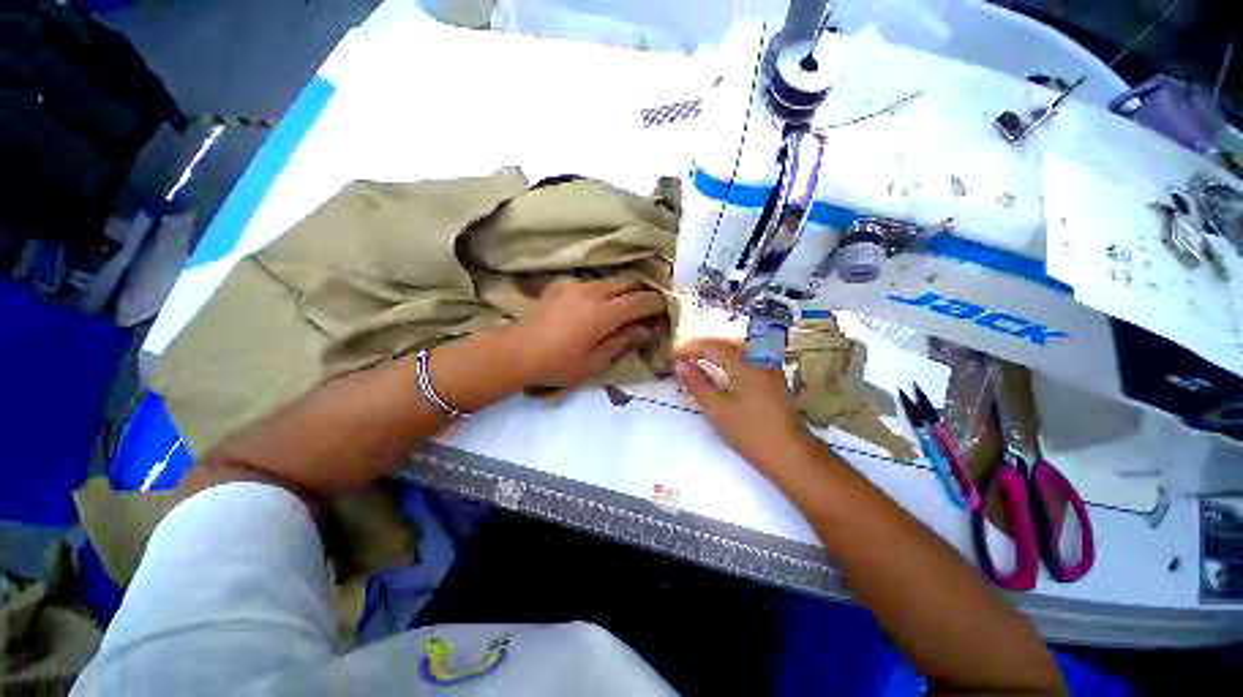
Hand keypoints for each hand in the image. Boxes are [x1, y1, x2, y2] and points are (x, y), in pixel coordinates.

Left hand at [515, 278, 666, 386]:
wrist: (519, 351)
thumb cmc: (560, 363)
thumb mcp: (596, 361)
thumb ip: (623, 341)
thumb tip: (646, 329)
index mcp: (604, 313)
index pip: (640, 301)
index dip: (656, 304)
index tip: (663, 310)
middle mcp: (593, 292)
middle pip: (628, 283)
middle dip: (643, 292)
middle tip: (648, 308)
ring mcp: (577, 285)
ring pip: (611, 281)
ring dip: (623, 290)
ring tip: (626, 306)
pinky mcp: (563, 284)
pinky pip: (593, 283)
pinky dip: (604, 291)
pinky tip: (598, 305)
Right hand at [675, 338, 819, 470]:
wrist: (789, 454)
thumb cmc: (749, 431)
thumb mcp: (716, 408)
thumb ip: (696, 383)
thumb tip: (679, 364)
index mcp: (745, 363)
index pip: (712, 346)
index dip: (690, 348)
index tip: (674, 357)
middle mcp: (759, 359)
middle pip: (726, 345)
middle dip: (703, 349)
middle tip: (684, 360)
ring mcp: (769, 369)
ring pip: (737, 352)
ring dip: (716, 355)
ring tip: (698, 365)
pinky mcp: (773, 380)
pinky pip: (746, 361)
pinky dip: (729, 363)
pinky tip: (721, 374)